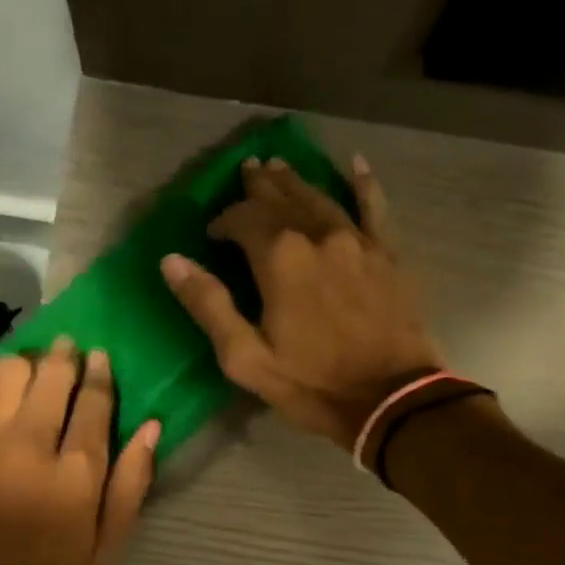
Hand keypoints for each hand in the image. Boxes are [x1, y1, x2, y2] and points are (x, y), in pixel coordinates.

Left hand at [0, 340, 157, 564]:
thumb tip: (152, 427)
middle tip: (69, 349)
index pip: (95, 402)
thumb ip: (132, 485)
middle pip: (53, 377)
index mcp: (78, 472)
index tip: (102, 358)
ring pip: (9, 373)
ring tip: (32, 363)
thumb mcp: (107, 548)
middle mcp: (32, 445)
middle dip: (66, 355)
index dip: (101, 374)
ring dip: (26, 360)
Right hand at [161, 155, 443, 449]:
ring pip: (320, 197)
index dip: (223, 221)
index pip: (243, 219)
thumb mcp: (246, 358)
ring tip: (279, 165)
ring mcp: (358, 242)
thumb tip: (172, 261)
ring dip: (296, 181)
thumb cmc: (312, 384)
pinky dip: (364, 184)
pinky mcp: (388, 255)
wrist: (392, 400)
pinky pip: (375, 208)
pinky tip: (358, 164)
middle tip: (246, 171)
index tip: (212, 234)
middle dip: (259, 186)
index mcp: (280, 259)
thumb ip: (209, 306)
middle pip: (282, 198)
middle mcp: (319, 236)